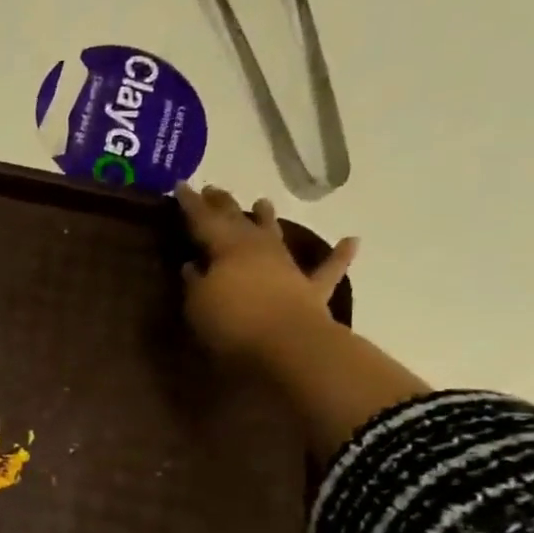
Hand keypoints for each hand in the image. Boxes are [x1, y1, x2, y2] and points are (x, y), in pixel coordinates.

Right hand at [175, 183, 357, 364]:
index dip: (191, 204)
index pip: (203, 221)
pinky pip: (328, 269)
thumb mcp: (198, 304)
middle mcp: (258, 250)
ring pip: (275, 237)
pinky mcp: (312, 291)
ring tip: (262, 202)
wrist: (287, 346)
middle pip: (238, 222)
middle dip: (223, 205)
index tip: (182, 186)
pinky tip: (351, 241)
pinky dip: (340, 255)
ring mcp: (288, 268)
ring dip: (268, 219)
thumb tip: (193, 265)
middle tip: (213, 189)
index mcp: (227, 249)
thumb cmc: (232, 324)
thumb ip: (195, 281)